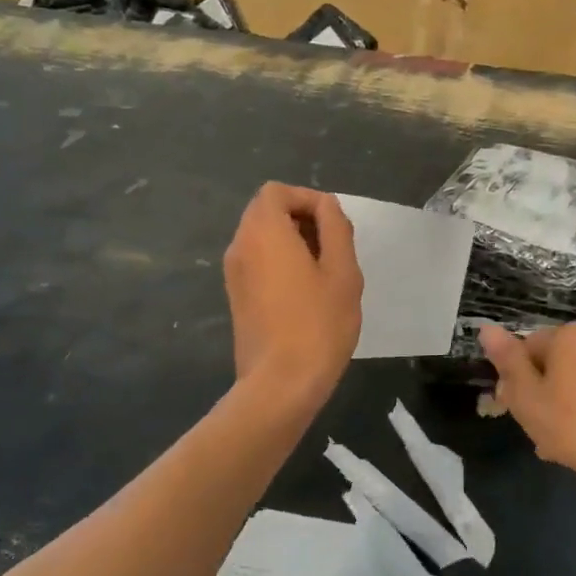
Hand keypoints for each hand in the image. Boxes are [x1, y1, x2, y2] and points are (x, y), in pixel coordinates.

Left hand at [223, 183, 362, 407]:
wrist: (280, 383)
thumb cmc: (318, 324)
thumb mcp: (342, 271)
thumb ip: (335, 228)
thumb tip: (326, 207)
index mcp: (263, 232)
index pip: (277, 192)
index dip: (308, 199)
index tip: (335, 225)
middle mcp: (240, 246)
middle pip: (266, 212)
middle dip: (302, 220)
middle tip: (334, 248)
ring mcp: (233, 274)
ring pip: (262, 239)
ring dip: (292, 243)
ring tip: (325, 273)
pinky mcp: (236, 297)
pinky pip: (257, 263)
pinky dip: (280, 263)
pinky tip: (306, 293)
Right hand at [480, 322, 575, 494]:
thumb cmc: (574, 428)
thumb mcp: (526, 398)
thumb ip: (507, 360)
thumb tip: (486, 328)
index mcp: (569, 336)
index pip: (529, 347)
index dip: (519, 378)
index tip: (519, 408)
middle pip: (561, 360)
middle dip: (549, 388)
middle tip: (542, 427)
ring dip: (575, 397)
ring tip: (570, 437)